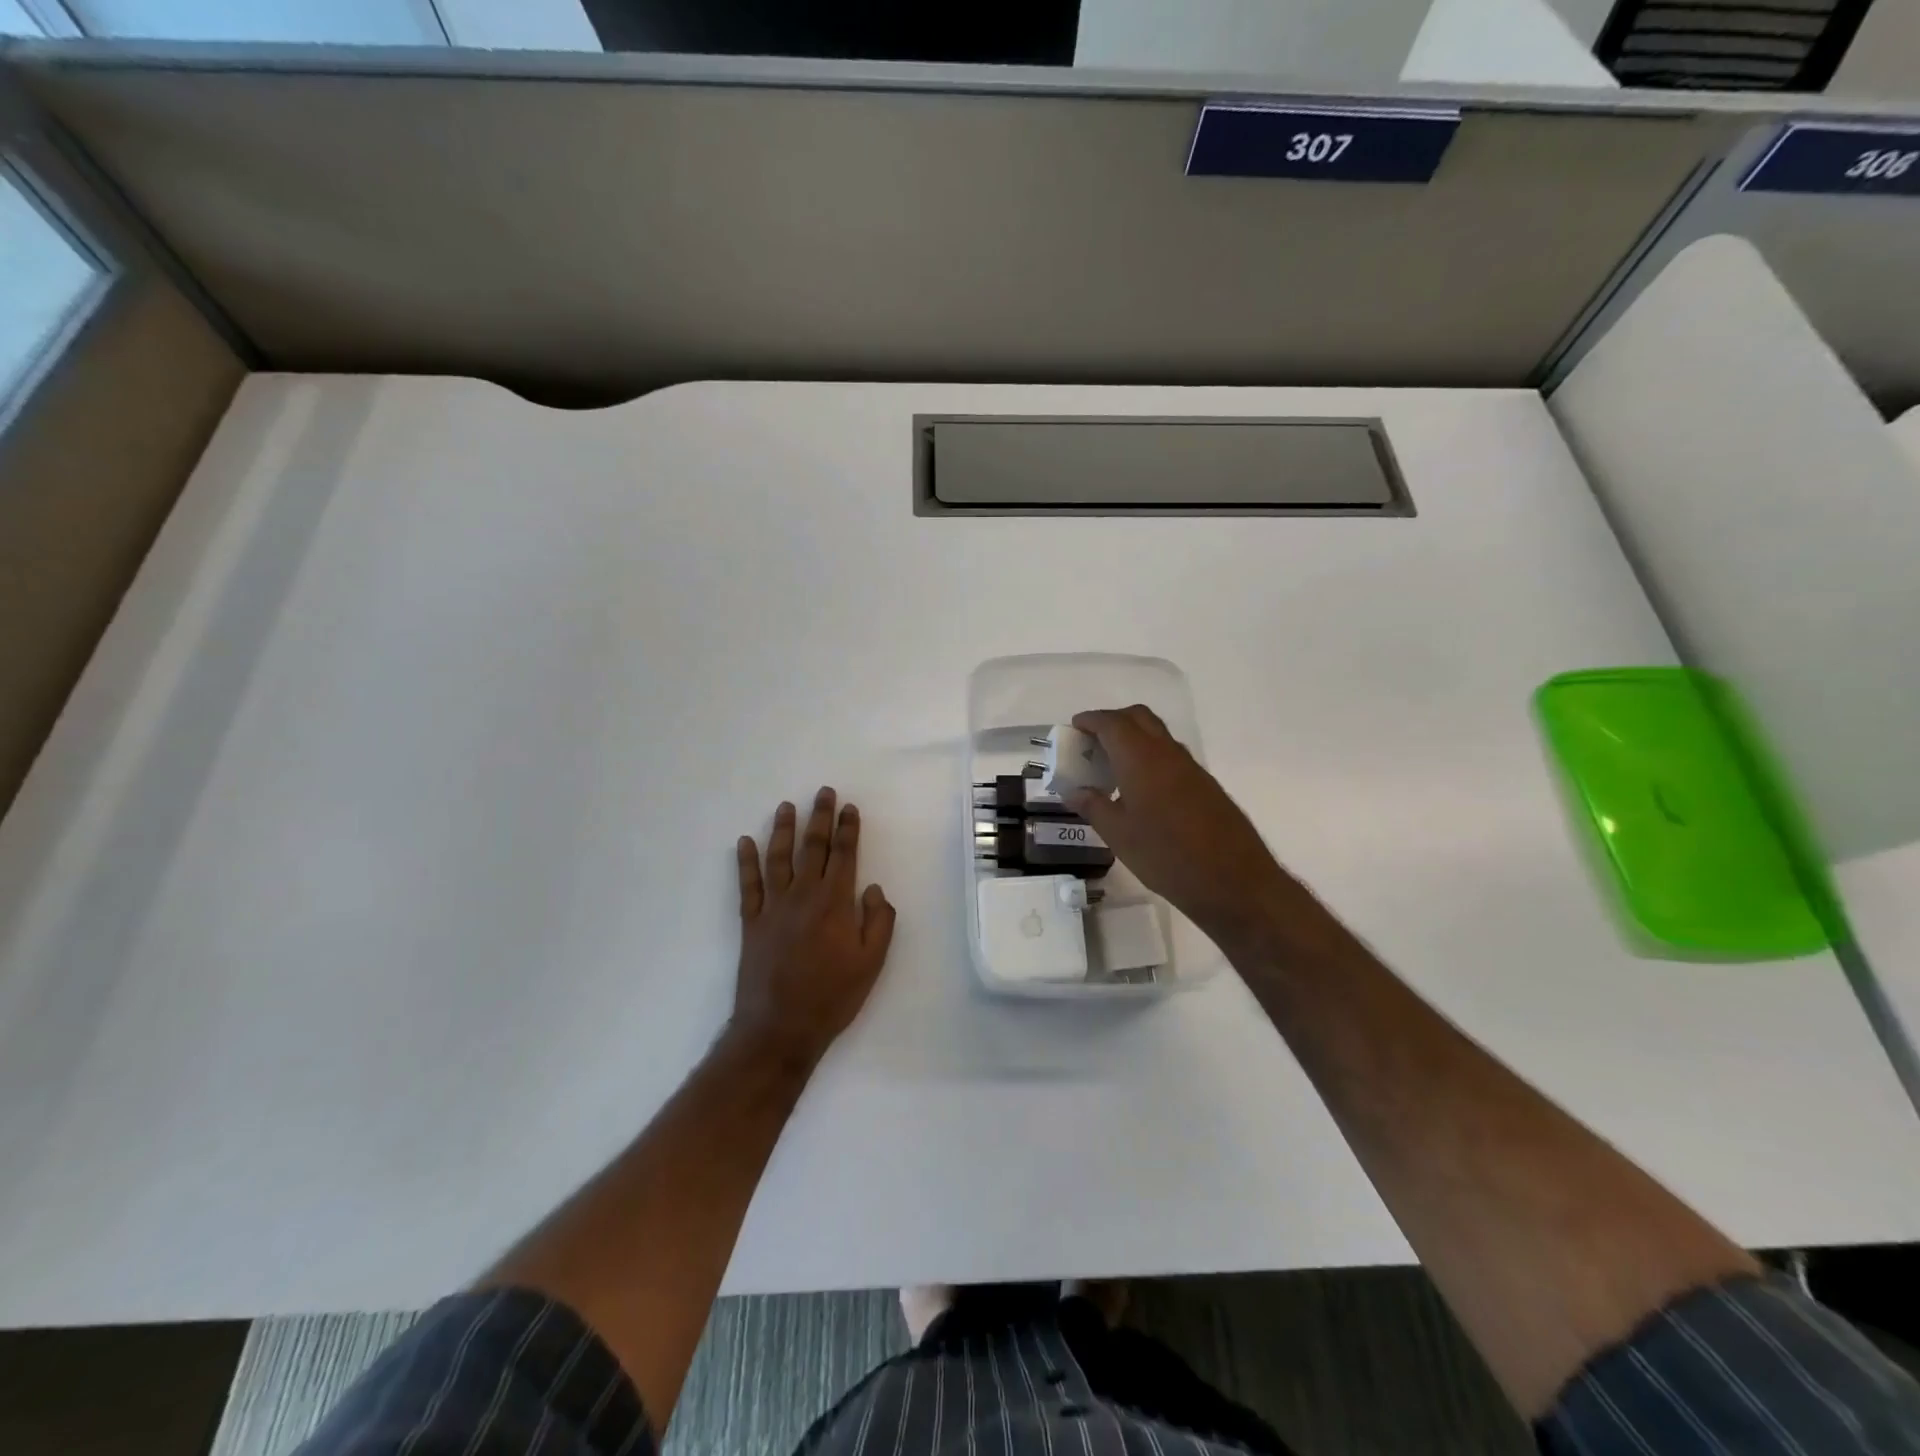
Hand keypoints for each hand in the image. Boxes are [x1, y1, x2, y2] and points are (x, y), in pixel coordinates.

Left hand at [731, 788, 896, 1067]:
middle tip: (823, 793)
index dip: (848, 829)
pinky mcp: (751, 922)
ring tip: (786, 806)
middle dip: (820, 818)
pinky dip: (746, 862)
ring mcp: (773, 907)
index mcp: (835, 903)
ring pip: (779, 858)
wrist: (779, 1028)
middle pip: (813, 848)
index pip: (845, 855)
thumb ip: (879, 921)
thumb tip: (872, 888)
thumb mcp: (872, 963)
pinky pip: (748, 885)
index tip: (849, 807)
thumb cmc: (832, 996)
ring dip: (783, 829)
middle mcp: (803, 895)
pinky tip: (745, 842)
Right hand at [1066, 706, 1300, 947]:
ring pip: (1158, 736)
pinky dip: (1150, 758)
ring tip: (1112, 767)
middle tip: (1093, 742)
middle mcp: (1167, 753)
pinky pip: (1170, 757)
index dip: (1091, 720)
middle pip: (1139, 718)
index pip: (1112, 723)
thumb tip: (1074, 792)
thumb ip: (1093, 807)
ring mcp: (1191, 768)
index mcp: (1141, 759)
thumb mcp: (1118, 835)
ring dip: (1133, 739)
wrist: (1233, 881)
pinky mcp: (1205, 785)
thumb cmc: (1166, 856)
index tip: (1075, 727)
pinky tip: (1140, 789)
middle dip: (1114, 721)